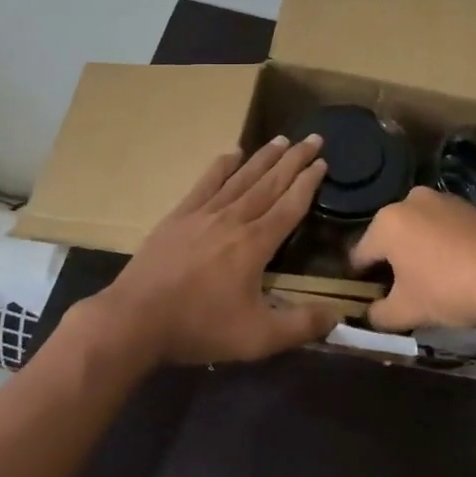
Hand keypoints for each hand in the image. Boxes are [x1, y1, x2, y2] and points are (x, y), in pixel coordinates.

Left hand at [90, 135, 342, 365]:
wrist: (136, 320)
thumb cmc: (200, 328)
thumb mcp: (259, 338)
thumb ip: (302, 325)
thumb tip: (339, 316)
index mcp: (256, 244)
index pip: (290, 205)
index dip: (308, 183)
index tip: (323, 162)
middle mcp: (234, 219)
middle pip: (270, 183)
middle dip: (294, 159)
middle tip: (313, 138)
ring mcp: (203, 214)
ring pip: (241, 178)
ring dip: (263, 157)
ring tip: (282, 139)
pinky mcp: (178, 217)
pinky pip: (206, 183)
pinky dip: (221, 167)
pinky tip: (232, 153)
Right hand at [349, 187, 475, 332]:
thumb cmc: (447, 289)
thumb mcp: (407, 311)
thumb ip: (380, 314)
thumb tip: (371, 315)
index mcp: (387, 222)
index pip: (361, 253)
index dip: (359, 277)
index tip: (364, 294)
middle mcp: (411, 201)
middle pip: (391, 236)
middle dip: (392, 260)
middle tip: (399, 289)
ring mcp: (444, 200)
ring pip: (420, 229)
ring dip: (419, 250)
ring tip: (430, 279)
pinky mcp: (472, 206)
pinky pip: (446, 228)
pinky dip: (444, 245)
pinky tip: (456, 268)